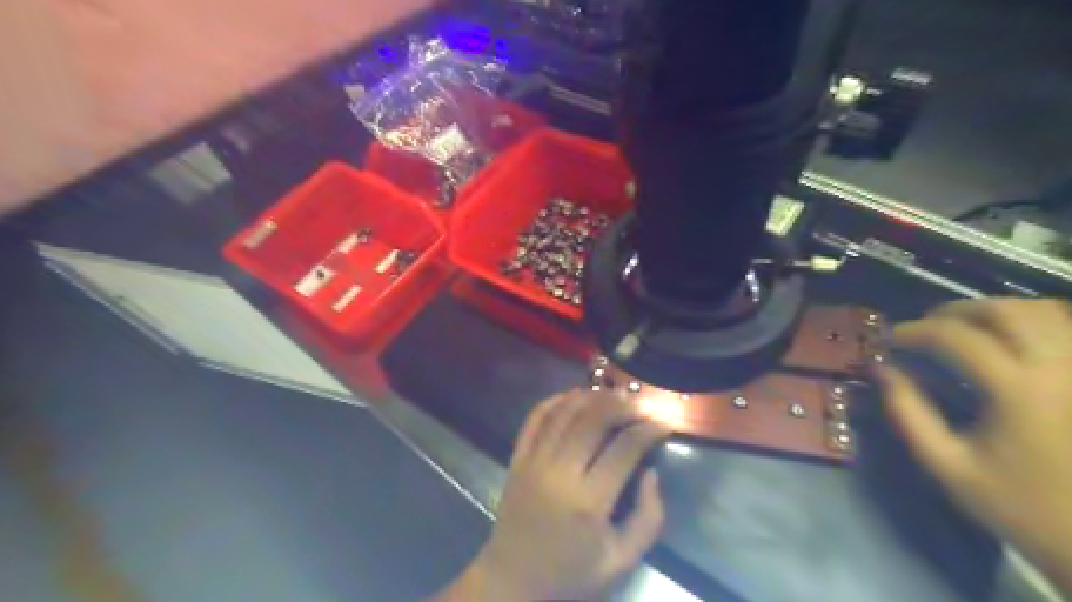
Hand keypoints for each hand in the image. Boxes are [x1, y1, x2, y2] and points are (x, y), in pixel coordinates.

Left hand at [440, 388, 666, 598]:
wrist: (512, 580)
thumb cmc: (571, 574)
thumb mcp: (621, 561)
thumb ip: (648, 518)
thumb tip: (651, 472)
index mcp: (588, 502)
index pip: (624, 449)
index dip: (648, 430)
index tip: (663, 424)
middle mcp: (558, 473)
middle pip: (593, 420)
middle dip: (622, 405)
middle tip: (640, 404)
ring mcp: (533, 461)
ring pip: (564, 412)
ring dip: (592, 397)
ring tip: (614, 395)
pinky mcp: (517, 458)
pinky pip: (535, 418)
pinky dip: (555, 400)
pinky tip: (575, 396)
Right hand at [880, 298, 1071, 589]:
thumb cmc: (1018, 505)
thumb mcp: (947, 464)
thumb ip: (907, 413)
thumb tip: (880, 370)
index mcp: (1018, 391)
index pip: (956, 337)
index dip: (915, 331)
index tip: (890, 341)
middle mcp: (1061, 370)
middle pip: (1006, 311)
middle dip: (956, 311)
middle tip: (926, 327)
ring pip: (1046, 312)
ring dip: (996, 311)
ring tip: (965, 328)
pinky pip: (1069, 330)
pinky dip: (1035, 322)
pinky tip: (1011, 338)